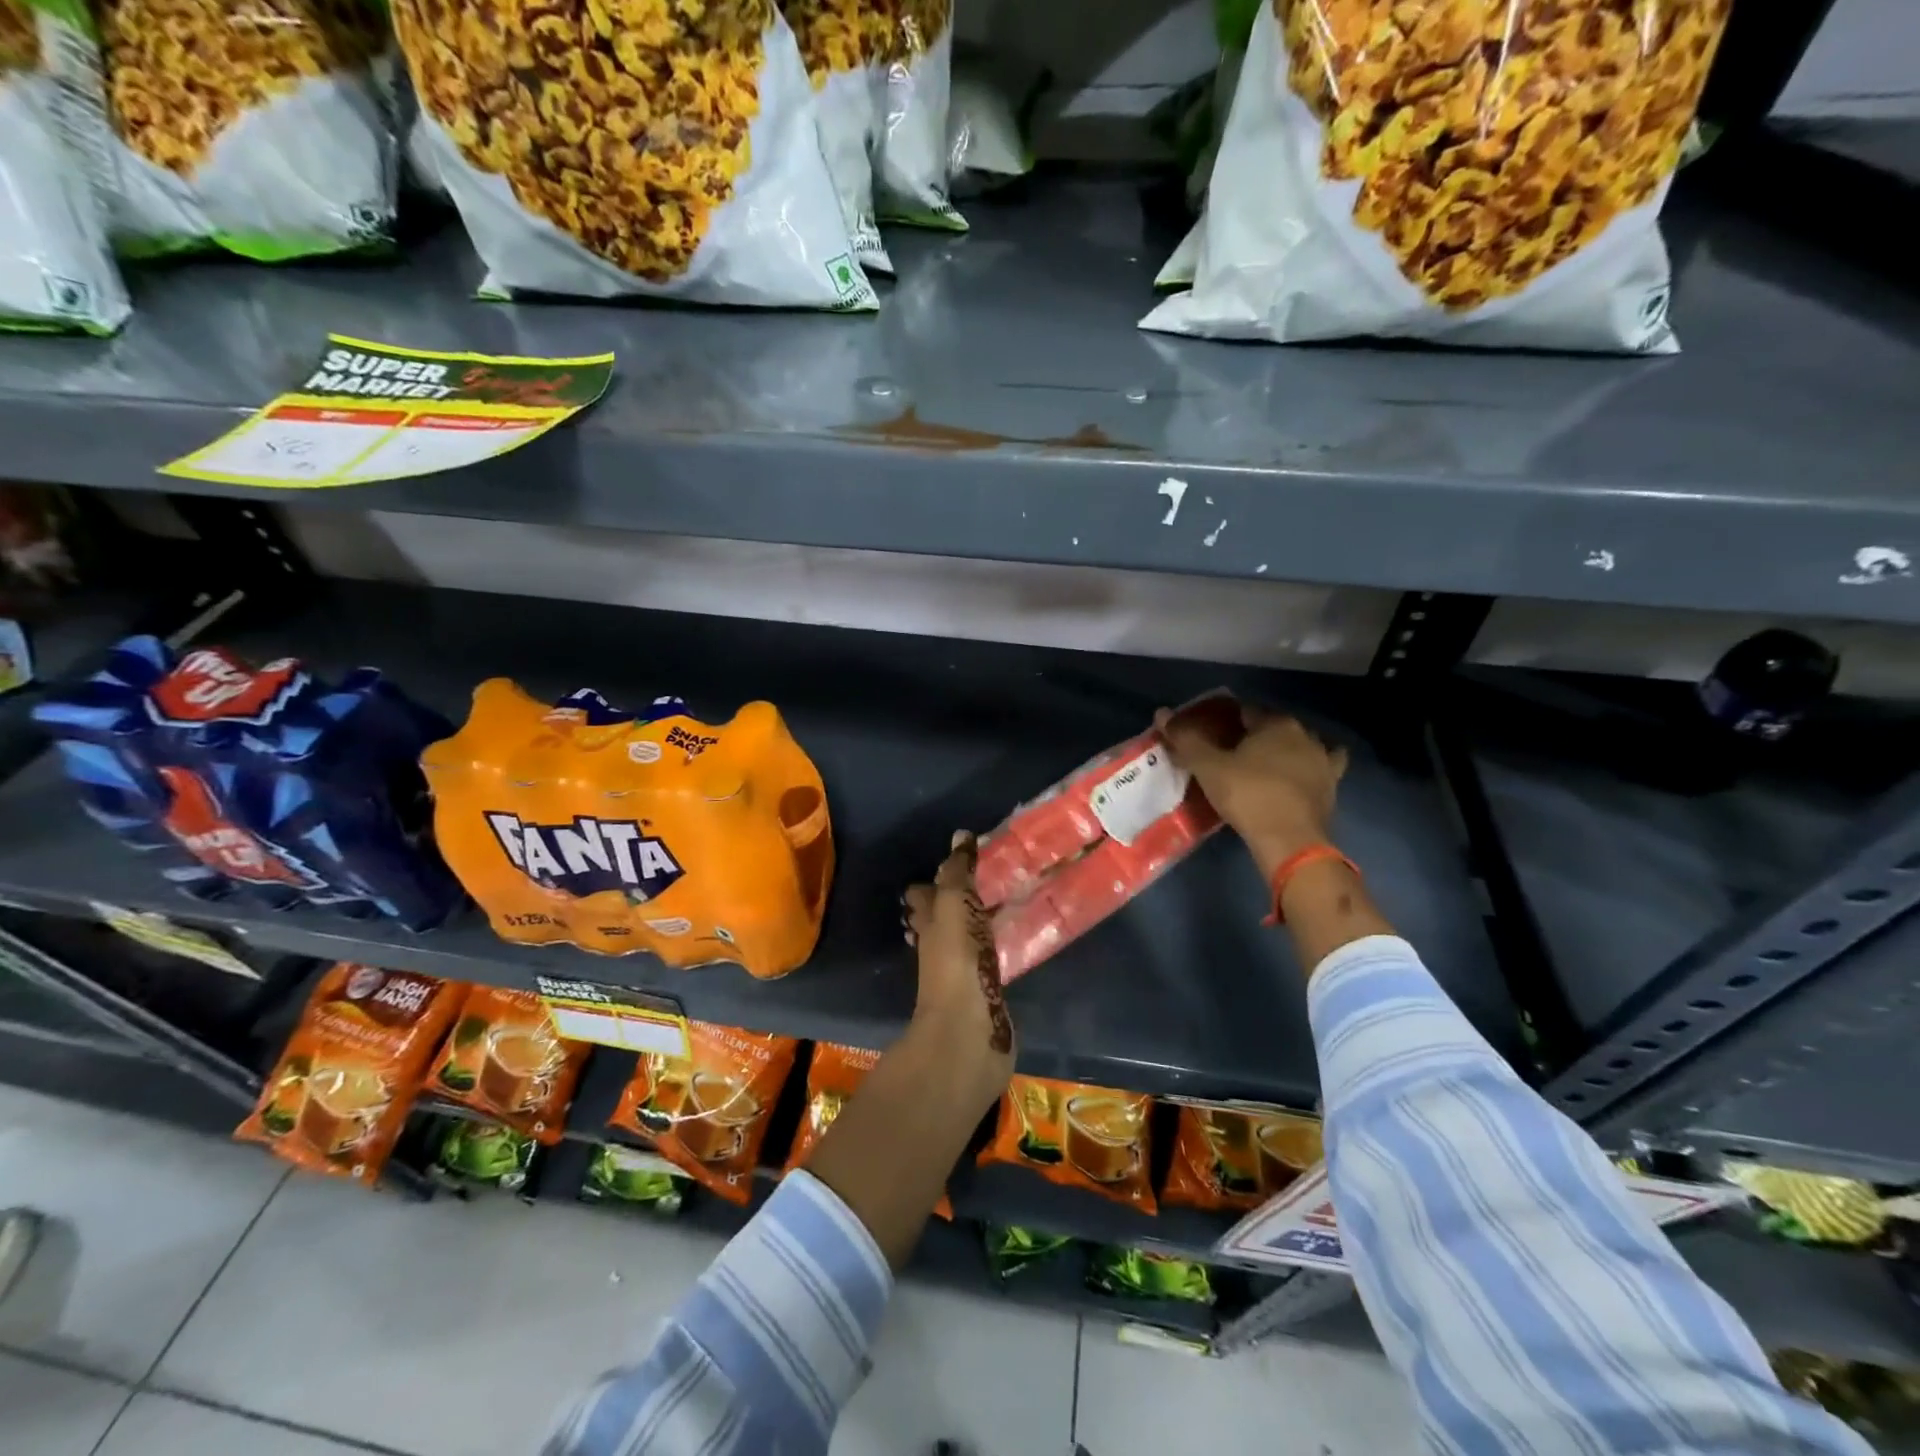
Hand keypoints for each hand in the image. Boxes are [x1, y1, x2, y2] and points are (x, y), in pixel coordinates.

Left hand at [902, 832, 1015, 1107]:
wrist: (968, 1032)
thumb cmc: (957, 963)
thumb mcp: (955, 907)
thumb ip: (957, 874)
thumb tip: (960, 835)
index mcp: (929, 924)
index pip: (925, 894)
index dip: (936, 879)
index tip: (958, 860)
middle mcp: (941, 947)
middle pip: (945, 918)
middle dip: (959, 901)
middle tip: (987, 880)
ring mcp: (963, 973)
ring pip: (969, 939)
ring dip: (980, 924)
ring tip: (1008, 904)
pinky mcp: (986, 994)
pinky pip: (991, 962)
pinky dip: (999, 949)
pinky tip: (1017, 943)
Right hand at [1156, 700, 1347, 880]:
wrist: (1290, 840)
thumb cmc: (1247, 795)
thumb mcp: (1208, 767)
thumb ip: (1186, 739)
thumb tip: (1162, 713)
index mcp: (1274, 723)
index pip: (1244, 710)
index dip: (1223, 719)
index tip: (1208, 734)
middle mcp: (1303, 733)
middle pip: (1272, 726)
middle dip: (1253, 734)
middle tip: (1229, 752)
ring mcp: (1322, 759)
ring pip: (1298, 744)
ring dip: (1283, 748)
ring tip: (1263, 763)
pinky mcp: (1332, 784)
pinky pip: (1324, 766)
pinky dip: (1312, 766)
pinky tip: (1304, 772)